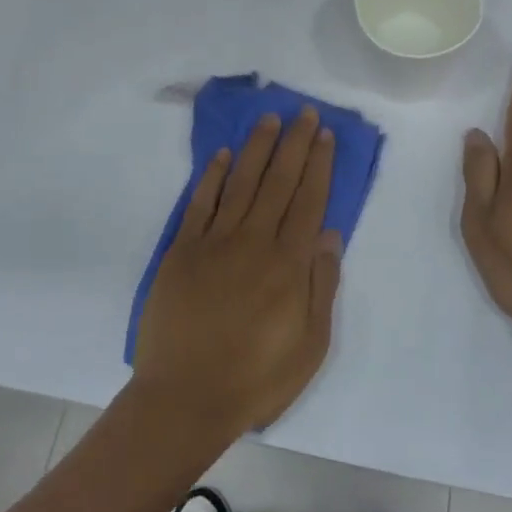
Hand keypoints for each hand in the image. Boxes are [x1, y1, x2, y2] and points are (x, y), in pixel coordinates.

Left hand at [132, 110, 342, 440]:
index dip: (318, 165)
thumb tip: (329, 233)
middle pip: (278, 182)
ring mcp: (214, 243)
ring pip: (241, 183)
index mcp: (288, 265)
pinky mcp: (182, 251)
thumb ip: (321, 286)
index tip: (325, 135)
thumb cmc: (256, 378)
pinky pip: (200, 204)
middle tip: (305, 112)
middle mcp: (253, 242)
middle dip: (294, 144)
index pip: (308, 201)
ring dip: (257, 148)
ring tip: (269, 119)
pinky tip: (223, 155)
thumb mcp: (309, 346)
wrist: (184, 399)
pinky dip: (212, 176)